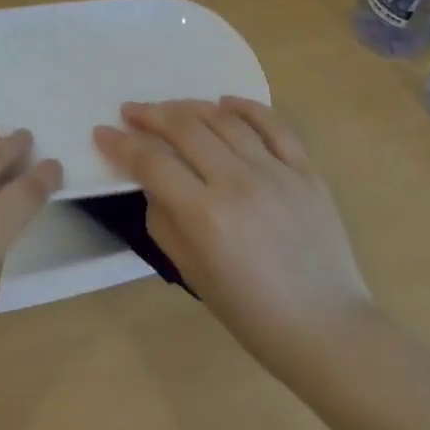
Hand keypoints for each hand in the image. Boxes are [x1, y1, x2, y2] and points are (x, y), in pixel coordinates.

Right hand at [94, 98, 368, 379]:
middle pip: (186, 129)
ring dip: (191, 107)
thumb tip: (154, 182)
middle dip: (151, 114)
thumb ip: (164, 221)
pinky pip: (275, 126)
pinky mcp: (307, 171)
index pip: (152, 163)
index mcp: (206, 216)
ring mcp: (277, 172)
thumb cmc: (250, 312)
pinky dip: (247, 107)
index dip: (122, 144)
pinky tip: (226, 102)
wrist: (326, 327)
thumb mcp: (191, 274)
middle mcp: (239, 183)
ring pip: (225, 119)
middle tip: (131, 111)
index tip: (103, 133)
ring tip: (171, 108)